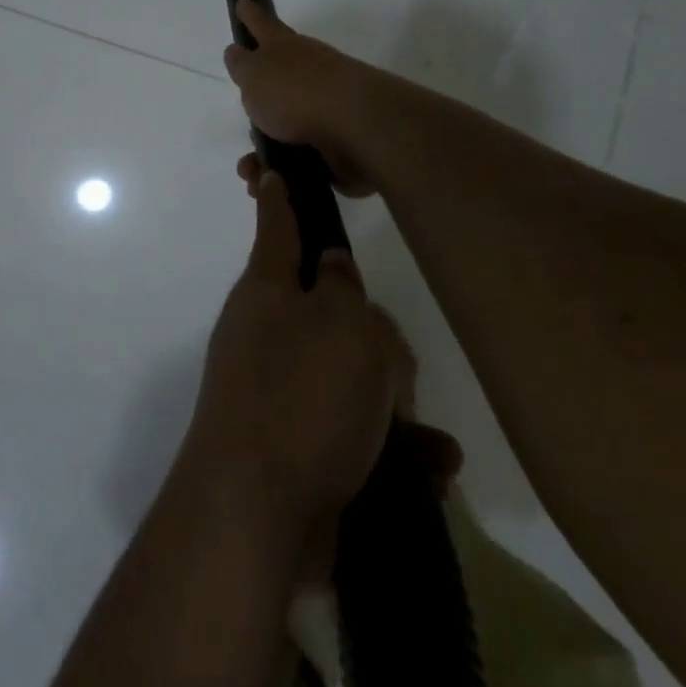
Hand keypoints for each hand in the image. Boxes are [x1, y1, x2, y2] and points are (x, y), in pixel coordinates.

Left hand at [180, 172, 403, 547]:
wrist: (257, 513)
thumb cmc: (301, 398)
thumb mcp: (341, 327)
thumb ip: (345, 290)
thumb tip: (333, 269)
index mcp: (267, 291)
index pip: (278, 228)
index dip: (279, 199)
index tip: (270, 173)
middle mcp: (267, 334)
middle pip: (333, 313)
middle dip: (374, 340)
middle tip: (392, 372)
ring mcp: (279, 392)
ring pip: (351, 375)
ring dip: (391, 402)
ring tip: (409, 434)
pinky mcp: (298, 447)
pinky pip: (354, 432)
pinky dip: (391, 448)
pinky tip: (428, 469)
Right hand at [222, 0, 379, 195]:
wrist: (357, 130)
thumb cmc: (297, 93)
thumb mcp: (255, 74)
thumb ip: (242, 65)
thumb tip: (237, 52)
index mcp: (287, 50)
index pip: (264, 26)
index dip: (251, 17)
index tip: (243, 4)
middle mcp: (309, 74)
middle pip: (277, 83)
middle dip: (258, 102)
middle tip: (246, 117)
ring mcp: (326, 110)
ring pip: (285, 129)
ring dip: (264, 152)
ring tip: (250, 171)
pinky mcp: (337, 146)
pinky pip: (300, 161)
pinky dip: (283, 174)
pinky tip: (272, 185)